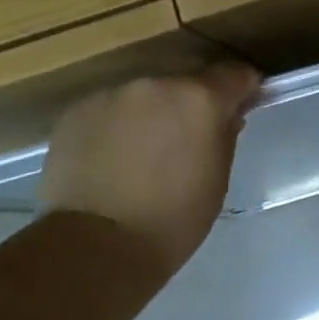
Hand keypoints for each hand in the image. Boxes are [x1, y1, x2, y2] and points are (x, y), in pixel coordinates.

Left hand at [41, 66, 260, 272]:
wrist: (94, 245)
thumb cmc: (173, 219)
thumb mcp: (217, 177)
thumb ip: (224, 135)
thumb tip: (225, 116)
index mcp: (200, 99)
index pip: (234, 74)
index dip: (242, 89)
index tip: (241, 107)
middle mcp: (156, 85)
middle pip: (185, 82)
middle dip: (191, 104)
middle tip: (188, 138)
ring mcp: (111, 95)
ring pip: (144, 95)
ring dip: (151, 113)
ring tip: (144, 152)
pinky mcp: (76, 112)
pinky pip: (109, 110)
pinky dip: (117, 126)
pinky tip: (112, 159)